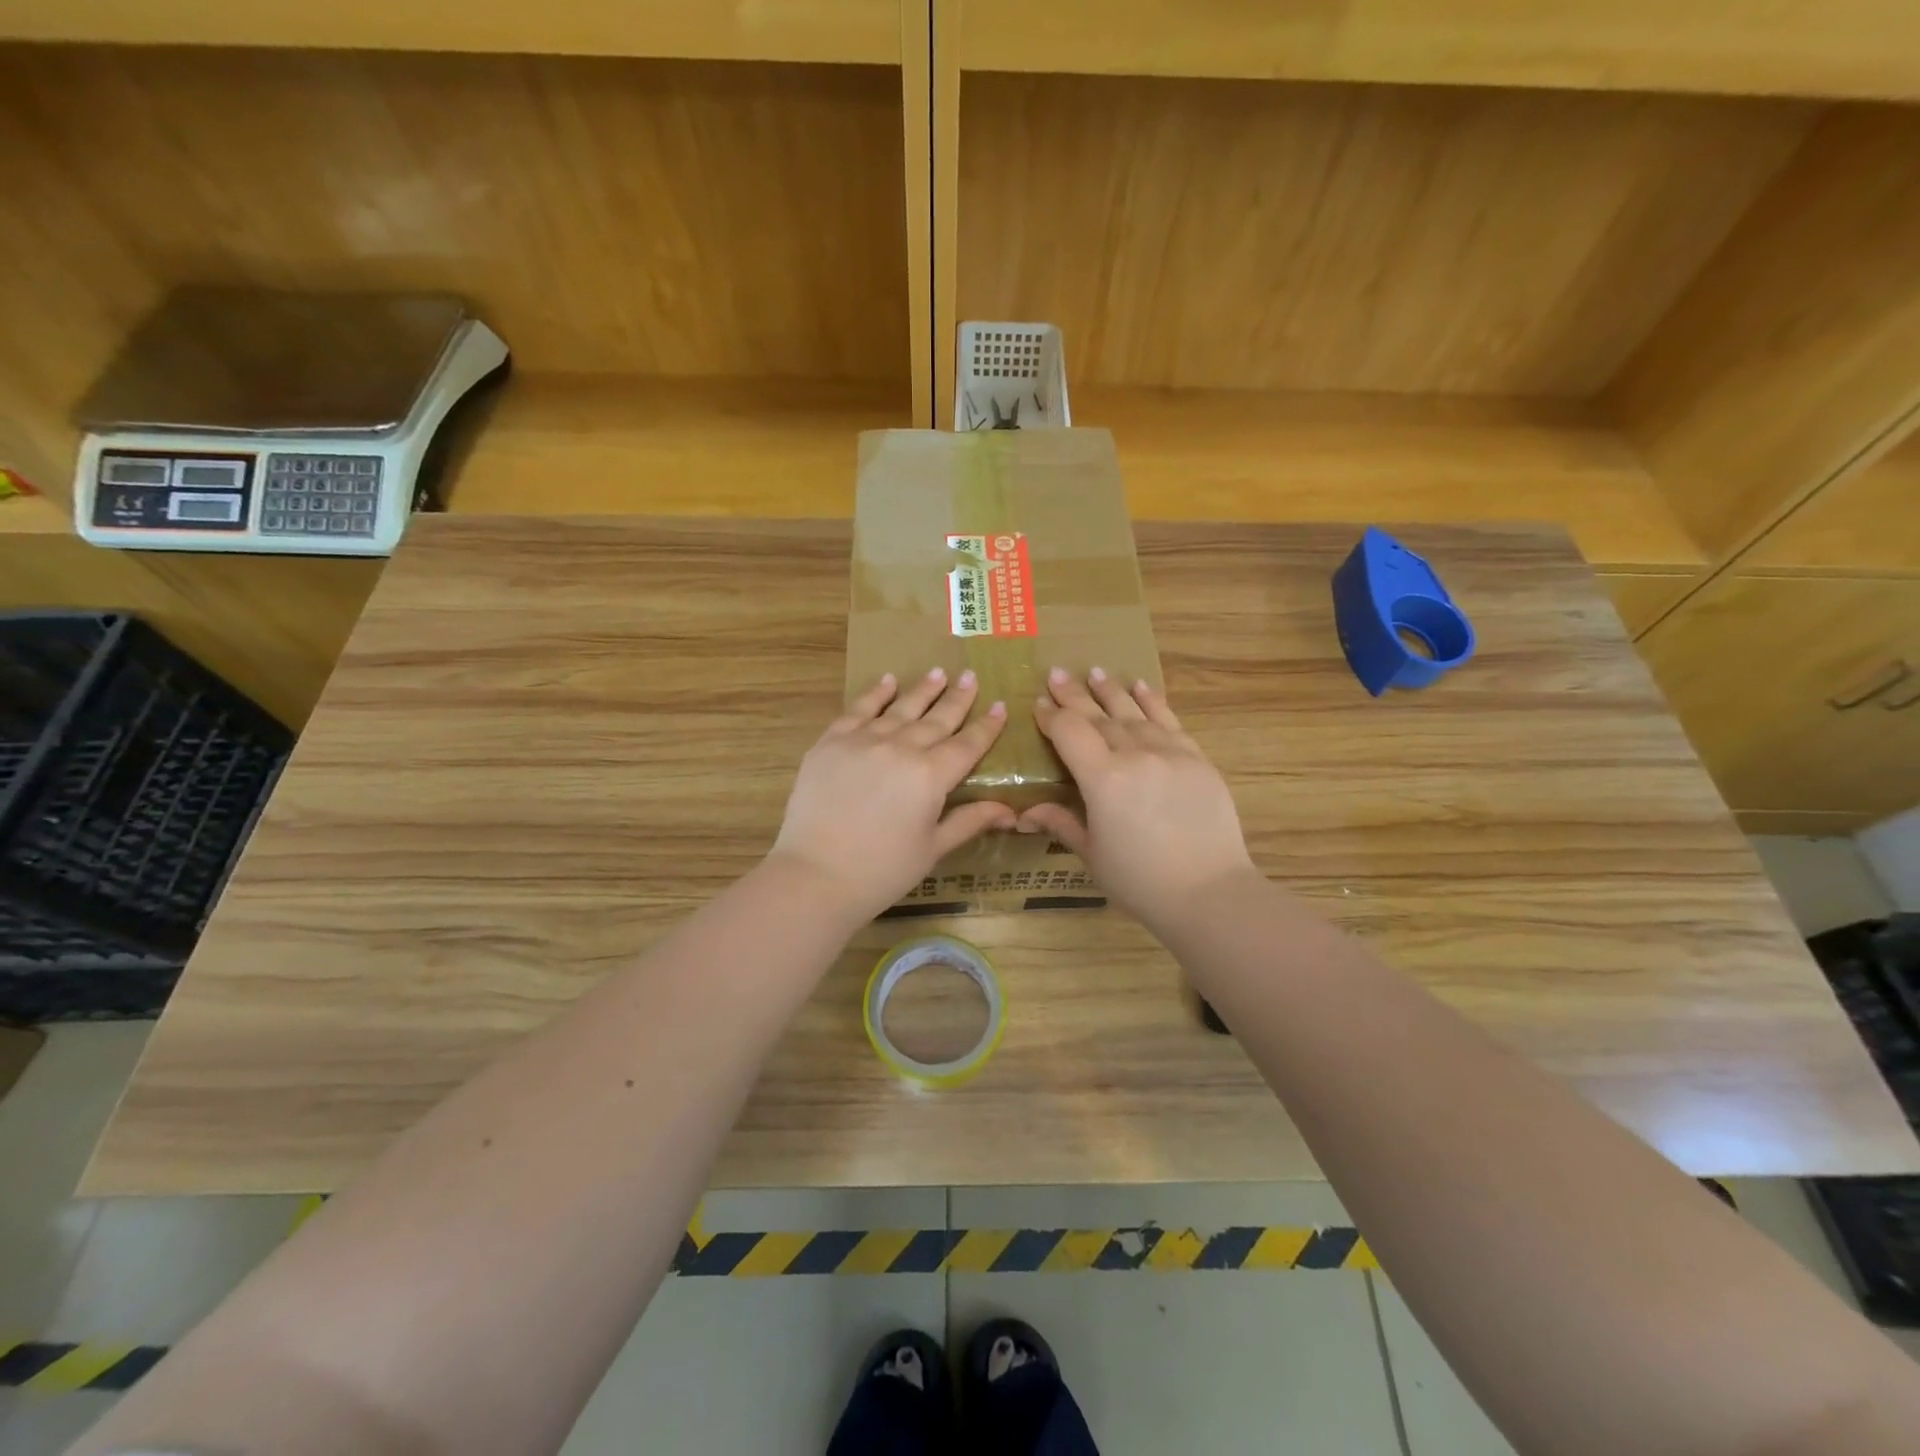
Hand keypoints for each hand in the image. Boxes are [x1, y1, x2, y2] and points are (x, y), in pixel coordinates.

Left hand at [769, 669, 1015, 921]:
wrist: (815, 875)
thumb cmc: (882, 871)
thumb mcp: (932, 848)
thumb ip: (969, 821)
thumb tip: (1010, 811)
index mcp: (931, 776)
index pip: (967, 744)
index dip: (986, 726)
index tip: (999, 705)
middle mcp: (901, 748)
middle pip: (937, 719)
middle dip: (958, 697)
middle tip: (971, 676)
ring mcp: (863, 740)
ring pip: (900, 708)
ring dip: (922, 690)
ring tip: (938, 673)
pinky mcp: (831, 742)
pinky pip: (858, 709)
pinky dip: (875, 693)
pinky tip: (887, 680)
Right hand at [1019, 667, 1256, 930]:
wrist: (1210, 893)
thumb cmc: (1141, 881)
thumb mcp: (1093, 855)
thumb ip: (1062, 823)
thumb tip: (1025, 813)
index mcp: (1103, 780)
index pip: (1070, 733)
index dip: (1051, 717)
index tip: (1038, 704)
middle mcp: (1135, 755)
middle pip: (1098, 717)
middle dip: (1074, 695)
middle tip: (1055, 674)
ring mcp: (1170, 753)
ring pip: (1133, 713)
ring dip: (1111, 691)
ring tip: (1093, 671)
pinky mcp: (1196, 759)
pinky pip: (1170, 721)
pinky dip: (1153, 701)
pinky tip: (1140, 686)